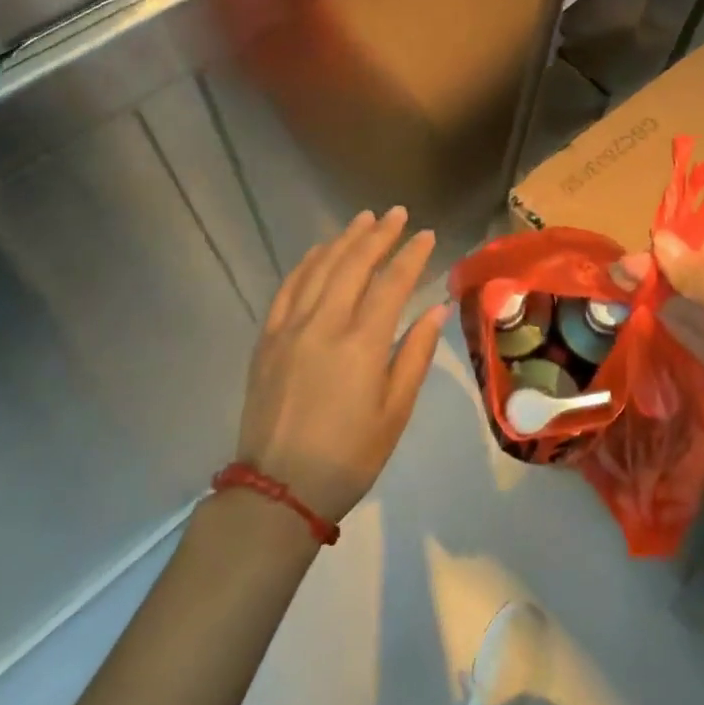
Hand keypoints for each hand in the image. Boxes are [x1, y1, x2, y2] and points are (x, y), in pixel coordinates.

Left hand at [237, 207, 443, 523]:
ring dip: (344, 239)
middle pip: (354, 264)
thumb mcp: (394, 413)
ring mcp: (290, 328)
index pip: (392, 283)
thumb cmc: (348, 457)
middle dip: (379, 234)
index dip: (412, 255)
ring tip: (363, 219)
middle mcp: (325, 324)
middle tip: (398, 213)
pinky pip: (288, 287)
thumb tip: (436, 309)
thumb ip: (415, 355)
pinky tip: (320, 251)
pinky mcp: (267, 338)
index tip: (428, 235)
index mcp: (361, 344)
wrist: (278, 491)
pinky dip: (307, 263)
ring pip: (320, 268)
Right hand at [617, 233, 703, 489]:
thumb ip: (696, 273)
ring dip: (666, 295)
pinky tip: (644, 308)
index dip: (687, 248)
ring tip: (623, 282)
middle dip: (671, 273)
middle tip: (622, 268)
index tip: (643, 243)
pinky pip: (702, 334)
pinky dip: (674, 320)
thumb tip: (660, 239)